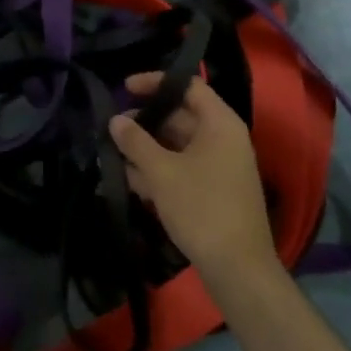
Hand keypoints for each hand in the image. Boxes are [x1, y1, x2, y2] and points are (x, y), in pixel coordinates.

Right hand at [109, 74, 277, 287]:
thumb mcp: (161, 172)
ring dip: (146, 150)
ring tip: (114, 157)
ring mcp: (220, 166)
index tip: (125, 88)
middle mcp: (223, 139)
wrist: (237, 268)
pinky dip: (158, 171)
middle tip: (113, 129)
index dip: (156, 82)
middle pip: (180, 116)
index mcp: (220, 124)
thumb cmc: (201, 208)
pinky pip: (182, 168)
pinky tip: (130, 182)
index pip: (188, 86)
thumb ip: (135, 141)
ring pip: (177, 145)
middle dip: (145, 123)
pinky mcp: (213, 190)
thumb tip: (116, 120)